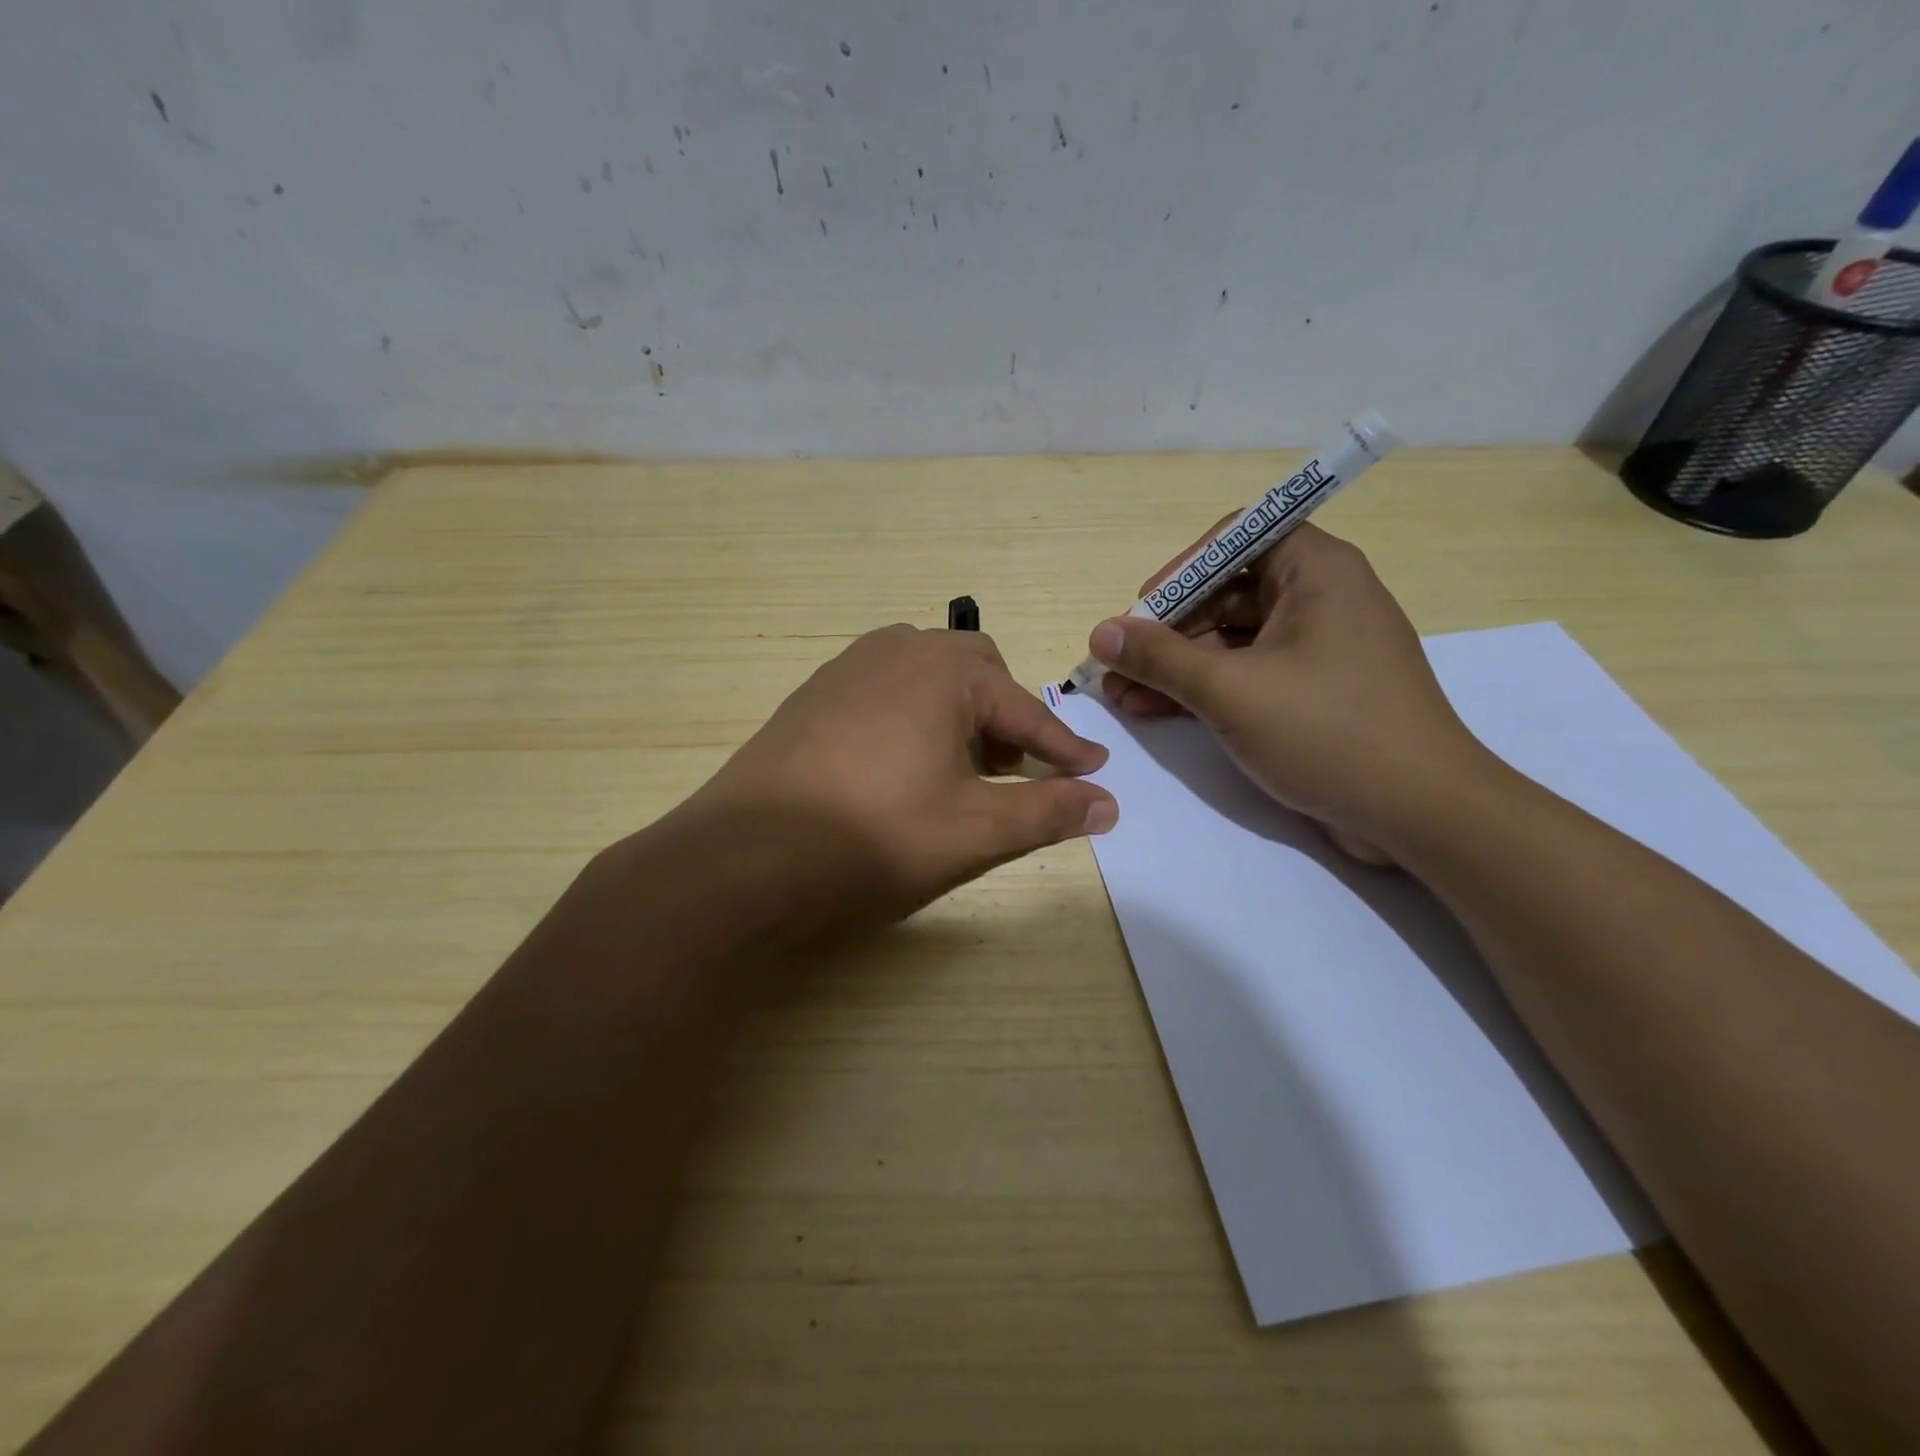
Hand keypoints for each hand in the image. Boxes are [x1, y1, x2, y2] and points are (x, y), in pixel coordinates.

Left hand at [696, 624, 1116, 918]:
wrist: (745, 856)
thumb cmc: (875, 836)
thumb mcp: (975, 829)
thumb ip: (1047, 811)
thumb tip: (1108, 803)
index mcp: (943, 669)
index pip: (1024, 709)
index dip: (1063, 747)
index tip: (1094, 771)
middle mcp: (896, 650)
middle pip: (975, 672)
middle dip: (1004, 717)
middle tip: (1012, 767)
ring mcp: (845, 668)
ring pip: (925, 677)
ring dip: (957, 714)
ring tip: (958, 768)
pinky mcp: (811, 695)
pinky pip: (883, 691)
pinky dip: (912, 718)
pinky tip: (898, 766)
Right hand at [1088, 523, 1487, 861]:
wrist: (1419, 814)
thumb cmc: (1327, 731)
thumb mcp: (1230, 690)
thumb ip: (1160, 657)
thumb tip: (1100, 632)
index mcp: (1316, 571)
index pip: (1235, 540)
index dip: (1181, 570)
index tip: (1140, 609)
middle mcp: (1319, 599)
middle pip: (1225, 594)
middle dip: (1165, 631)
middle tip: (1115, 664)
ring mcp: (1316, 650)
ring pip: (1230, 641)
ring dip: (1174, 667)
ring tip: (1119, 696)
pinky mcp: (1312, 694)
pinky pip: (1246, 676)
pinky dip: (1202, 691)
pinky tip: (1152, 711)